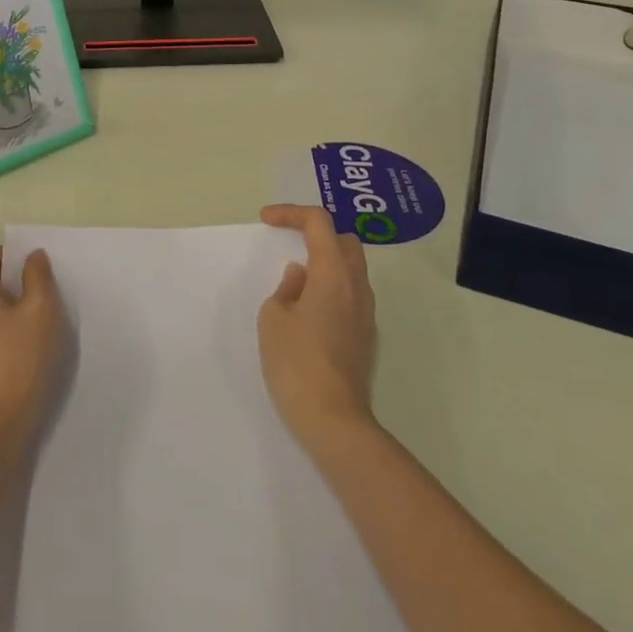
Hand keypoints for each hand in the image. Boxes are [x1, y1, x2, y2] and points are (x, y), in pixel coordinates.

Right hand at [257, 204, 378, 451]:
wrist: (333, 419)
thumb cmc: (296, 362)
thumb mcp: (274, 317)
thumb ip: (287, 287)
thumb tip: (301, 276)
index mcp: (333, 273)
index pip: (319, 223)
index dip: (291, 213)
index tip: (266, 220)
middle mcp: (356, 286)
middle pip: (344, 240)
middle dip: (316, 232)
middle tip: (288, 240)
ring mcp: (366, 312)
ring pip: (351, 268)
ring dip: (325, 260)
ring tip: (295, 275)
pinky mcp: (365, 335)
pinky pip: (350, 293)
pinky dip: (330, 285)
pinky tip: (308, 305)